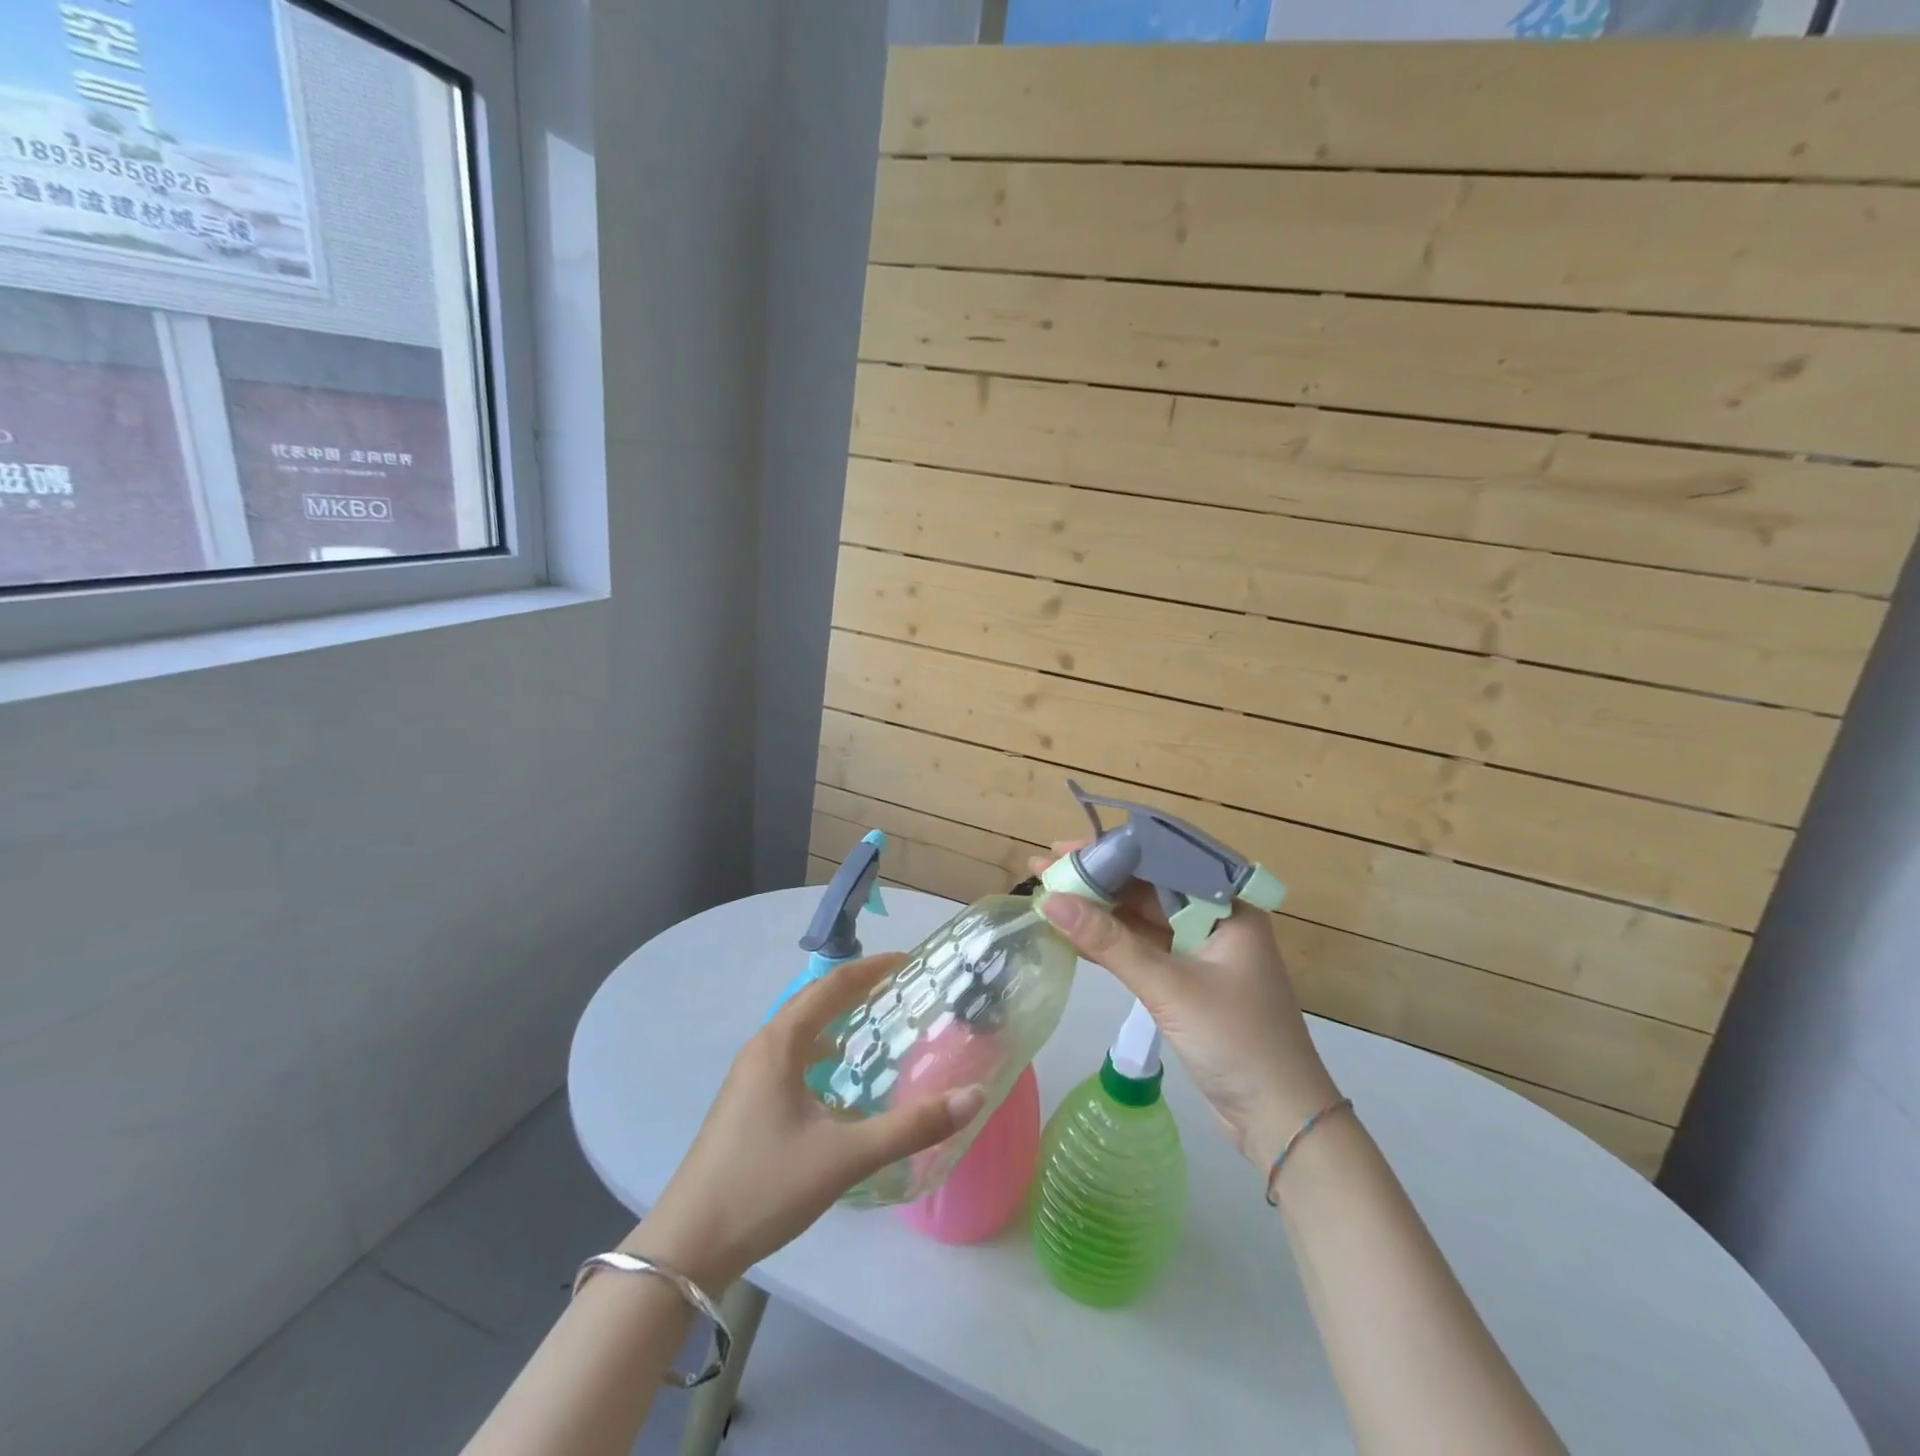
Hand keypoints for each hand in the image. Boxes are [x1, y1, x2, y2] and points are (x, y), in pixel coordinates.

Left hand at [624, 954, 986, 1288]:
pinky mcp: (746, 1100)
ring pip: (800, 1029)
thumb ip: (911, 1128)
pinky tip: (840, 1076)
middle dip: (857, 988)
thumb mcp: (845, 1157)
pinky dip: (821, 1048)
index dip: (871, 968)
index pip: (832, 986)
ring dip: (837, 1018)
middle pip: (814, 1000)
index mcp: (780, 1043)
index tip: (908, 961)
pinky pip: (791, 1054)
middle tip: (901, 989)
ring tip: (876, 1023)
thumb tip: (973, 1097)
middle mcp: (762, 1047)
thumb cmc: (765, 1187)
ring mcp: (749, 1075)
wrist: (688, 1246)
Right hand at [1032, 845, 1339, 1173]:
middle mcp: (1215, 919)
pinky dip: (1110, 942)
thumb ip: (1108, 942)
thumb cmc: (1235, 1040)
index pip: (1161, 862)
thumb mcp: (1168, 986)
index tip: (1064, 850)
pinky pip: (1143, 948)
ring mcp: (1200, 951)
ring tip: (1049, 894)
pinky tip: (1072, 933)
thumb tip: (1050, 901)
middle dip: (1097, 880)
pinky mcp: (1187, 980)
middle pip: (1147, 888)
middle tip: (1046, 869)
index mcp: (1226, 906)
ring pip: (1141, 919)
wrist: (1279, 1118)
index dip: (1109, 853)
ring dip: (1099, 911)